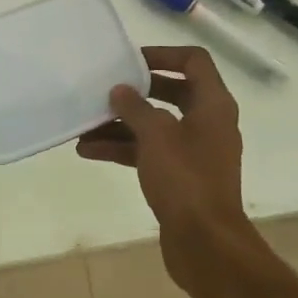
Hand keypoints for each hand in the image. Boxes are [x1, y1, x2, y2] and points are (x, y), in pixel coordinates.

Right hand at [76, 46, 252, 290]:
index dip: (163, 54)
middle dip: (136, 92)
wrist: (205, 243)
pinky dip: (123, 148)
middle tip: (105, 88)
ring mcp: (194, 151)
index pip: (194, 61)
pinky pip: (149, 152)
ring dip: (121, 123)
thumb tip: (121, 90)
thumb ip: (136, 107)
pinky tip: (89, 151)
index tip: (130, 60)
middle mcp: (207, 123)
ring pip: (155, 125)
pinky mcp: (180, 177)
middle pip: (171, 92)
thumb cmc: (185, 179)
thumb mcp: (156, 135)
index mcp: (213, 105)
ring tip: (84, 124)